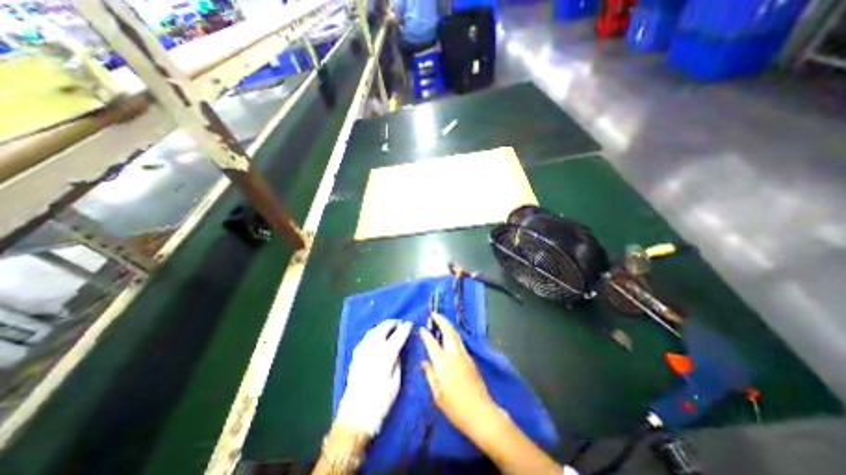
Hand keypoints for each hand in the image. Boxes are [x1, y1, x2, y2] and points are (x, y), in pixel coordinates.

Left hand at [340, 320, 415, 437]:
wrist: (356, 414)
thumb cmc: (380, 401)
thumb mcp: (395, 382)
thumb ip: (397, 362)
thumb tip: (398, 350)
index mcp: (385, 356)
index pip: (397, 336)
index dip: (405, 328)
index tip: (410, 324)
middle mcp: (372, 349)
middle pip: (383, 328)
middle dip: (393, 323)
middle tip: (400, 323)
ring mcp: (362, 350)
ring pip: (373, 330)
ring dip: (383, 326)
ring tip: (390, 327)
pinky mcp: (355, 355)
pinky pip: (366, 337)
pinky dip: (374, 332)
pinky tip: (377, 336)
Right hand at [417, 314, 501, 438]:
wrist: (481, 413)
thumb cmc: (455, 407)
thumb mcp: (437, 394)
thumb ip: (430, 375)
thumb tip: (424, 362)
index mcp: (443, 363)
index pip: (432, 343)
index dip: (426, 334)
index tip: (422, 328)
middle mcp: (454, 354)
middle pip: (448, 331)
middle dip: (441, 320)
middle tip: (433, 314)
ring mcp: (465, 355)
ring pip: (456, 334)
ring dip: (448, 325)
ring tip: (441, 321)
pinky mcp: (471, 359)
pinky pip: (460, 342)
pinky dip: (453, 335)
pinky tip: (449, 338)